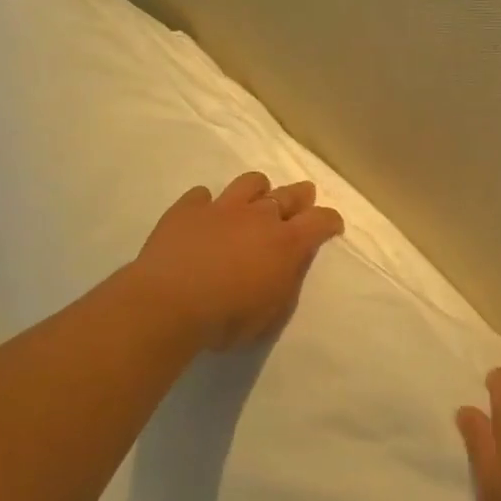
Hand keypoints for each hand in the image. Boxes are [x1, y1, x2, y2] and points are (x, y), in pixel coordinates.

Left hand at [131, 171, 344, 350]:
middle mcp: (259, 216)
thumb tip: (292, 264)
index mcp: (287, 243)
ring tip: (254, 202)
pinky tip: (203, 216)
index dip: (330, 221)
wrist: (167, 304)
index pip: (321, 220)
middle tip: (303, 199)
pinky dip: (207, 204)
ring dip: (258, 190)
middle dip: (301, 196)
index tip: (332, 226)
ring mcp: (222, 207)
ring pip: (250, 182)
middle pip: (289, 194)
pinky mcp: (188, 208)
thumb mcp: (271, 314)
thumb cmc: (226, 318)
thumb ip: (287, 284)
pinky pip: (202, 195)